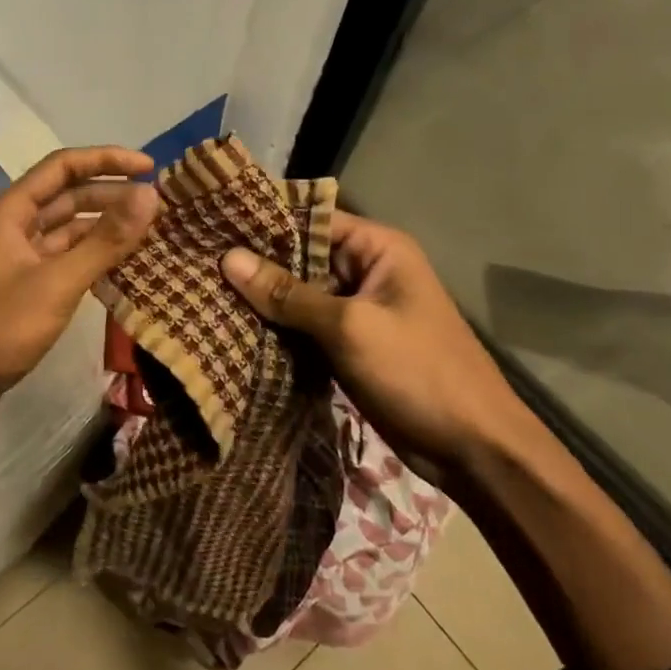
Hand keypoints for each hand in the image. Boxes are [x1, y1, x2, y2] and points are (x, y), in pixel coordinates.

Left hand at [0, 146, 159, 433]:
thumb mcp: (57, 283)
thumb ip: (105, 240)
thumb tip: (150, 194)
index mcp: (10, 211)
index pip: (63, 166)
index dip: (107, 160)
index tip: (150, 167)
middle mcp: (11, 226)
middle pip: (66, 196)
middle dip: (110, 194)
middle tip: (158, 203)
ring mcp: (14, 258)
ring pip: (66, 230)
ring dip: (103, 227)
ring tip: (148, 231)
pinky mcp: (20, 288)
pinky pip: (61, 259)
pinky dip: (90, 257)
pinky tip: (121, 266)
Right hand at [220, 211, 517, 459]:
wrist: (474, 450)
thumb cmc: (418, 372)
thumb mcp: (349, 328)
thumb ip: (288, 294)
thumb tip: (228, 258)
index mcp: (377, 248)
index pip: (311, 219)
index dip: (264, 221)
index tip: (212, 223)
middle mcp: (365, 270)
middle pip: (301, 257)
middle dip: (256, 263)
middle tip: (197, 261)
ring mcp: (357, 311)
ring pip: (299, 295)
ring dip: (262, 299)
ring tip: (202, 291)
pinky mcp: (349, 345)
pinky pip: (304, 327)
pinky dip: (276, 329)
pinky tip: (232, 328)